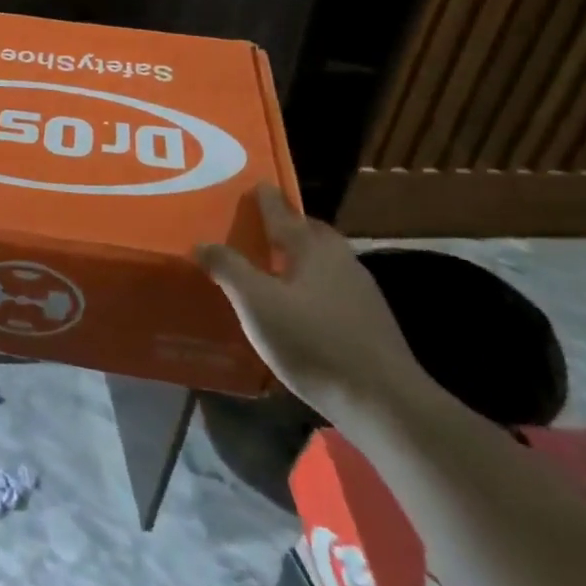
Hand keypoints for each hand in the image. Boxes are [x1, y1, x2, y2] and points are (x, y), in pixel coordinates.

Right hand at [196, 184, 429, 416]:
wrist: (384, 401)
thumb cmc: (313, 342)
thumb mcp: (256, 304)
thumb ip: (228, 269)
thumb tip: (202, 243)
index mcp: (311, 247)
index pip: (282, 211)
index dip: (264, 198)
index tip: (254, 185)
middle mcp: (339, 258)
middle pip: (309, 232)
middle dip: (286, 226)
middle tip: (258, 228)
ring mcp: (361, 290)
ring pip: (324, 260)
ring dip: (300, 257)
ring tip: (274, 268)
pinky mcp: (370, 320)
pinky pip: (333, 287)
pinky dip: (313, 286)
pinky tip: (301, 308)